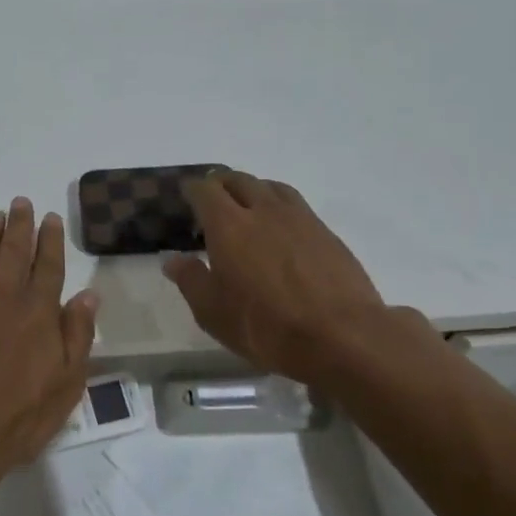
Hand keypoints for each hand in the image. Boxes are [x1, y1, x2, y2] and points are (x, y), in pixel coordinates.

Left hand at [0, 198, 100, 490]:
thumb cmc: (19, 416)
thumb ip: (77, 335)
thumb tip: (88, 294)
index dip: (50, 240)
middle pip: (12, 253)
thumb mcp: (67, 383)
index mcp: (37, 312)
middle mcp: (2, 299)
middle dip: (18, 226)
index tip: (50, 217)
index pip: (48, 266)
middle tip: (19, 202)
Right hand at [163, 172, 429, 385]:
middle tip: (212, 203)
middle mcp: (263, 210)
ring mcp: (299, 217)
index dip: (192, 190)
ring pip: (270, 187)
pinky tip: (280, 230)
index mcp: (229, 224)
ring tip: (247, 209)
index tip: (185, 198)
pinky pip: (295, 204)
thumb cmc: (266, 326)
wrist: (342, 336)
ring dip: (253, 190)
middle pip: (238, 180)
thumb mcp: (213, 313)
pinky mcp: (326, 232)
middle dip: (221, 185)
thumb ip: (190, 280)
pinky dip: (279, 206)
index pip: (205, 189)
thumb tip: (173, 259)